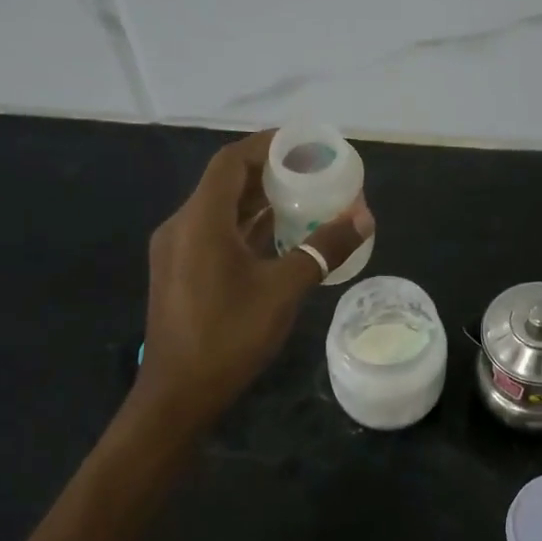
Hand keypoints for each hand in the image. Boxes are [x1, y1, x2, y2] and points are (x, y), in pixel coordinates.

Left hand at [136, 131, 372, 430]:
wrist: (178, 395)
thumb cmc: (229, 336)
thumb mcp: (284, 290)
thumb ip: (323, 248)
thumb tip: (364, 217)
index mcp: (201, 220)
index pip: (231, 162)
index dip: (267, 146)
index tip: (303, 145)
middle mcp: (182, 226)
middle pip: (225, 183)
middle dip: (269, 174)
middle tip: (312, 172)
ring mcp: (177, 251)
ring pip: (220, 211)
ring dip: (258, 202)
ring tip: (303, 200)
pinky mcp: (179, 273)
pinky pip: (214, 234)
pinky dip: (245, 228)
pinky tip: (277, 238)